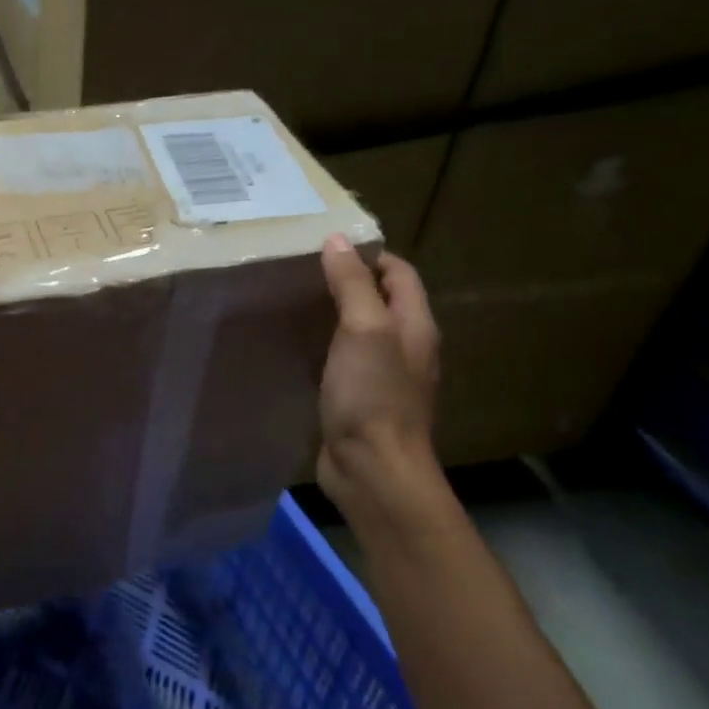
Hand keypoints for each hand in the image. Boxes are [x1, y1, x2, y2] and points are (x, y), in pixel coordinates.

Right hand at [318, 239, 442, 509]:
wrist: (373, 468)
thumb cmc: (373, 394)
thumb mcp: (362, 329)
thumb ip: (351, 284)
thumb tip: (337, 239)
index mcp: (415, 325)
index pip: (399, 273)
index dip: (369, 255)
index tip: (326, 249)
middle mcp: (406, 348)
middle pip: (381, 302)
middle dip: (348, 283)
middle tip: (301, 272)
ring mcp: (385, 378)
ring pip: (362, 334)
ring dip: (334, 317)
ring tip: (293, 303)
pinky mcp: (362, 402)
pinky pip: (345, 363)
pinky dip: (325, 349)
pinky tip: (298, 349)